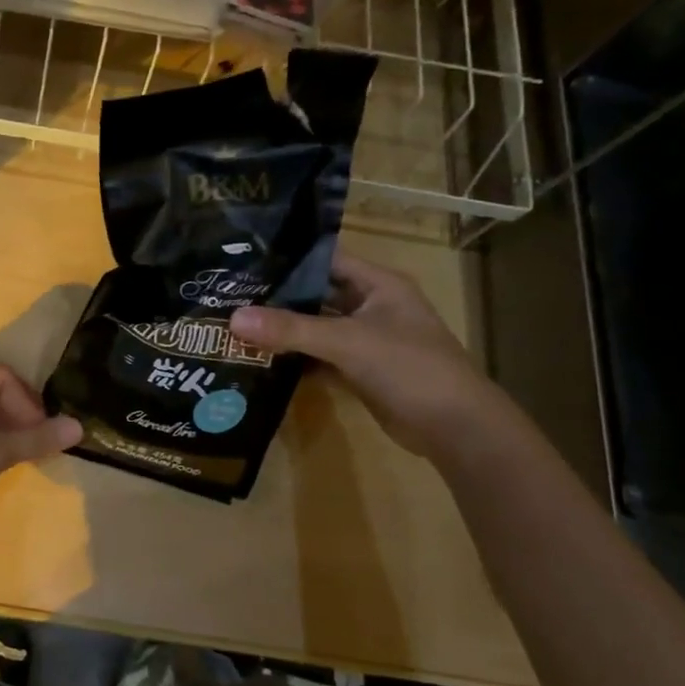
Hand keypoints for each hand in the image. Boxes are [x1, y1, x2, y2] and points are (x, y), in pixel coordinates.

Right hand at [229, 252, 506, 458]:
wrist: (455, 428)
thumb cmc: (409, 368)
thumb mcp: (347, 342)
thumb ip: (291, 329)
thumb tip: (233, 318)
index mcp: (379, 284)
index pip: (326, 259)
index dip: (288, 257)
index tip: (244, 260)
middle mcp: (372, 306)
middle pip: (317, 294)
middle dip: (278, 296)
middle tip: (229, 295)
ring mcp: (367, 340)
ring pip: (317, 327)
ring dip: (284, 330)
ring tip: (236, 324)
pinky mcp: (361, 371)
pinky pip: (321, 356)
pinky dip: (296, 358)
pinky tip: (261, 358)